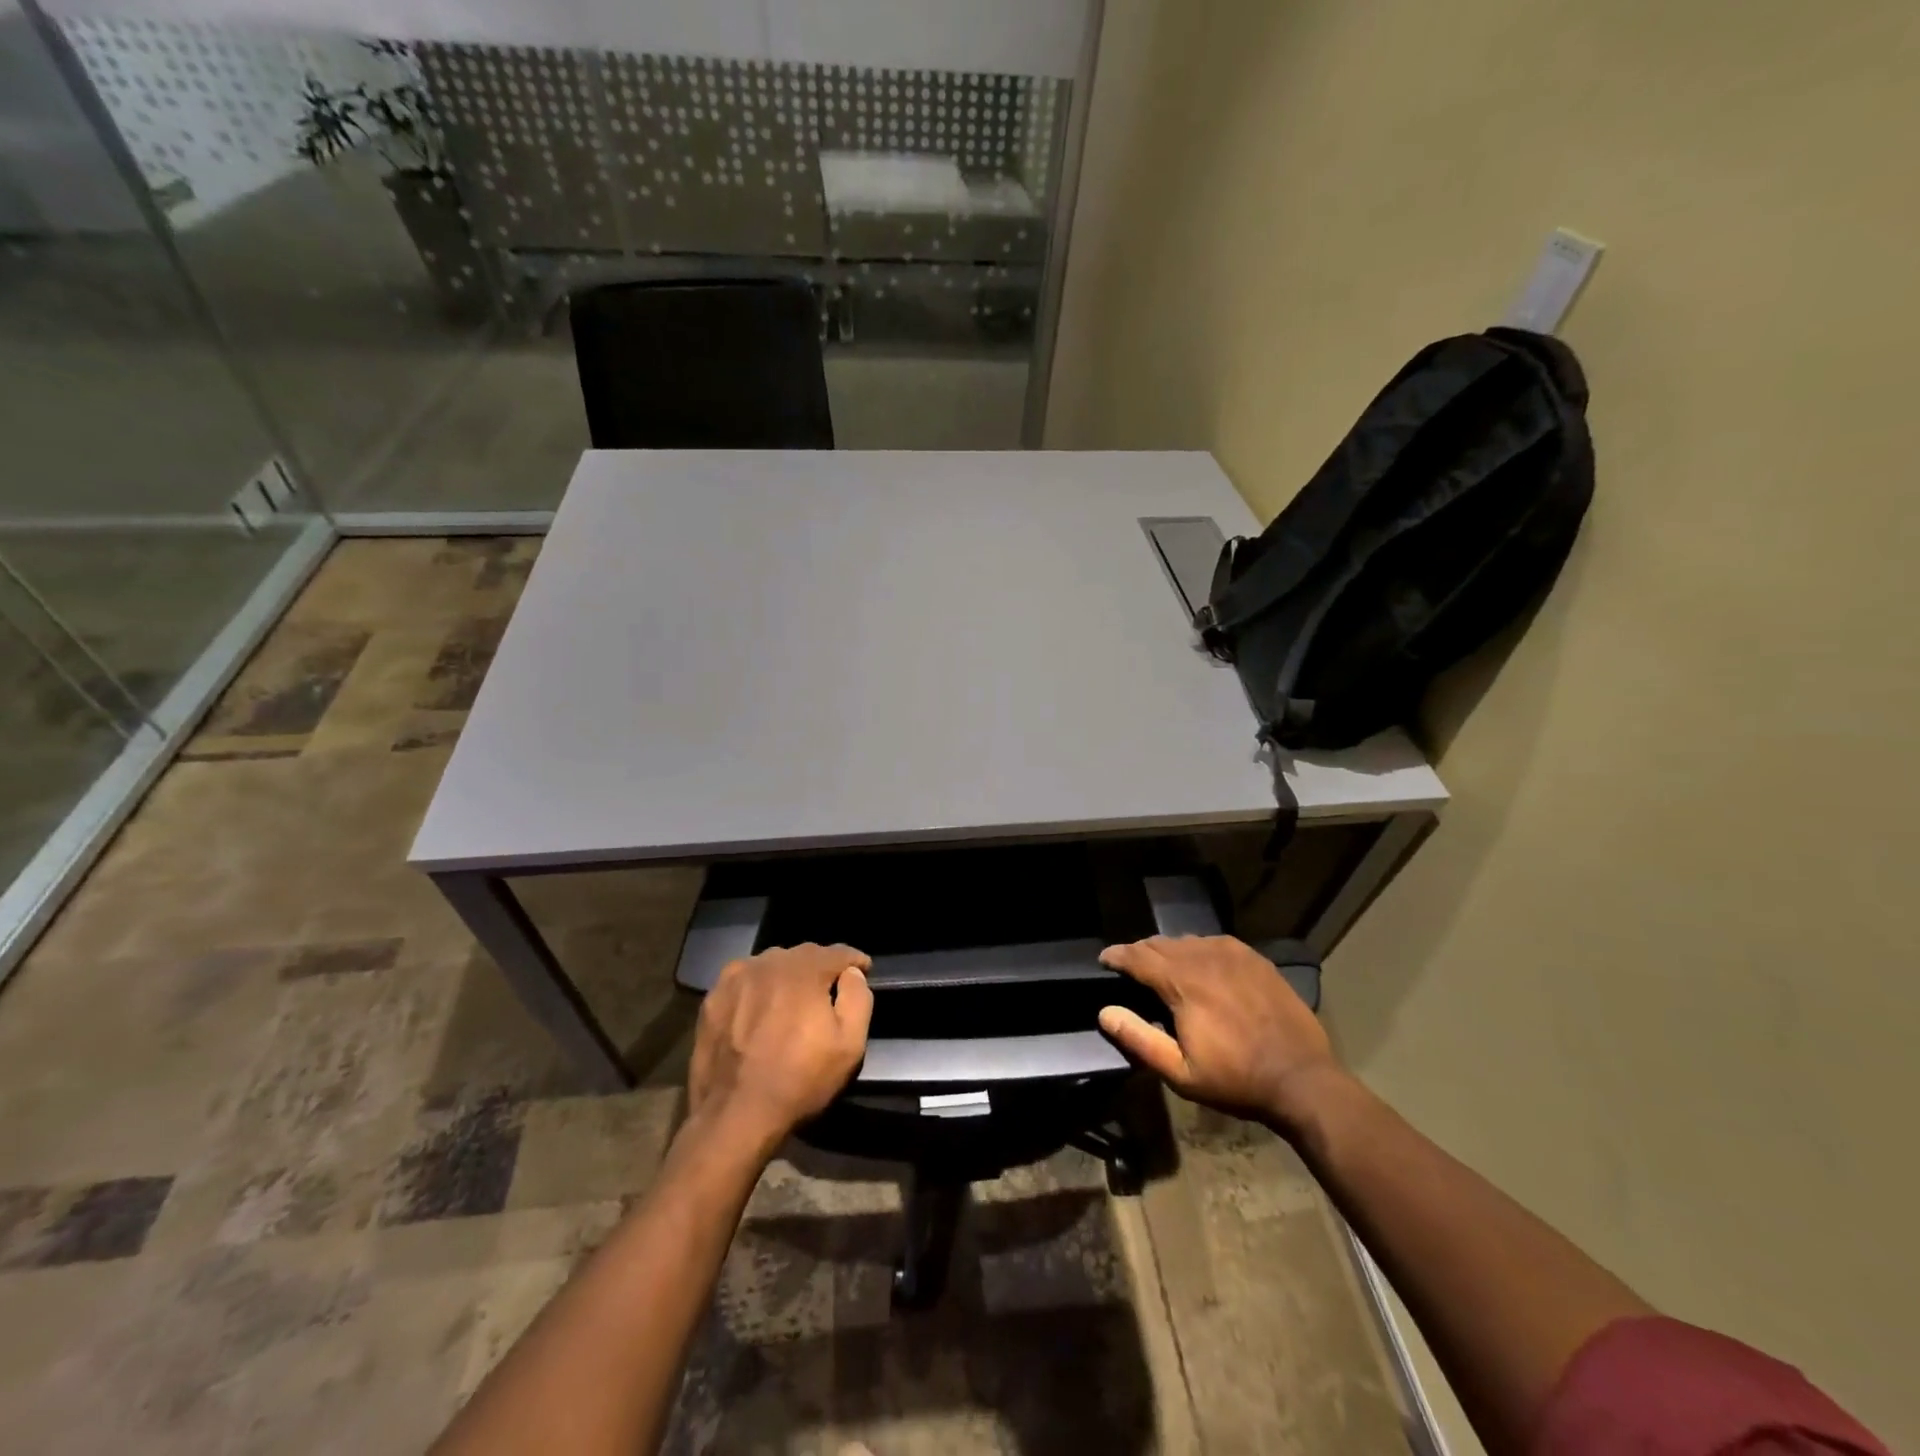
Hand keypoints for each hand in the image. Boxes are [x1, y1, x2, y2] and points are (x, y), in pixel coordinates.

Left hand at [688, 943, 873, 1148]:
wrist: (735, 1115)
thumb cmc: (800, 1080)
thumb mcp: (850, 1045)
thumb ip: (858, 998)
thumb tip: (851, 973)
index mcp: (805, 970)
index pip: (838, 952)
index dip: (854, 961)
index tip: (863, 970)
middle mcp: (770, 962)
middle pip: (804, 955)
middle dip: (820, 968)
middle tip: (827, 991)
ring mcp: (737, 977)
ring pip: (772, 965)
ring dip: (787, 977)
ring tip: (792, 1001)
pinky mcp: (713, 997)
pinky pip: (745, 980)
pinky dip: (757, 988)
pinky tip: (758, 1011)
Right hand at [1098, 935, 1343, 1132]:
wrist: (1303, 1080)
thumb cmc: (1236, 1080)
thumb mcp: (1180, 1072)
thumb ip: (1139, 1039)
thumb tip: (1105, 1012)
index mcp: (1182, 982)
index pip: (1137, 956)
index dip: (1116, 955)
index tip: (1104, 960)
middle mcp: (1204, 957)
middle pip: (1160, 943)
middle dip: (1140, 952)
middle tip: (1130, 967)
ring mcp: (1233, 954)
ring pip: (1188, 940)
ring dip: (1169, 951)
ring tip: (1163, 968)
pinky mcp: (1255, 959)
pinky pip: (1215, 943)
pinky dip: (1198, 950)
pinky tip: (1201, 965)